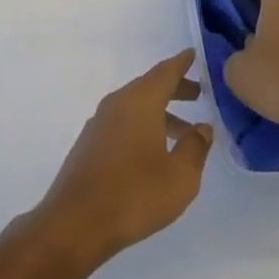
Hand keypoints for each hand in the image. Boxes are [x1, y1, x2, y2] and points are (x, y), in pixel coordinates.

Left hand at [38, 50, 213, 265]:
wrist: (75, 223)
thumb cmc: (135, 194)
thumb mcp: (180, 175)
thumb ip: (195, 147)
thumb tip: (202, 128)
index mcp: (140, 102)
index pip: (165, 72)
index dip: (182, 63)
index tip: (194, 54)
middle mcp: (117, 104)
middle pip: (149, 87)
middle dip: (174, 89)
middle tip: (198, 94)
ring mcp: (99, 124)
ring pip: (135, 107)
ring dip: (160, 113)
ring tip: (183, 132)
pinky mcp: (89, 145)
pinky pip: (123, 123)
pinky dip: (143, 127)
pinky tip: (153, 152)